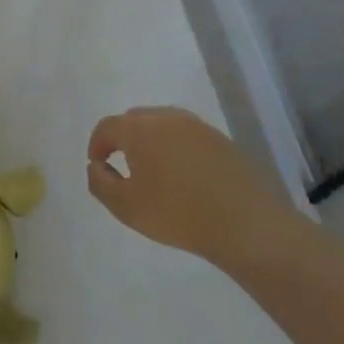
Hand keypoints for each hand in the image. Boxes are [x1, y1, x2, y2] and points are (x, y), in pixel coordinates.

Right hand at [86, 106, 299, 261]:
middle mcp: (168, 118)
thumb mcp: (125, 206)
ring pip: (164, 124)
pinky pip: (188, 136)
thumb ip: (100, 183)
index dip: (97, 144)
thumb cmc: (177, 214)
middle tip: (124, 164)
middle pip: (135, 118)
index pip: (107, 126)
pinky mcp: (223, 141)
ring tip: (154, 169)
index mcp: (140, 129)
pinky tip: (183, 175)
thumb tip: (96, 166)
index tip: (98, 164)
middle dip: (123, 137)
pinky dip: (177, 147)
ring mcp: (199, 127)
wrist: (247, 225)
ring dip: (152, 140)